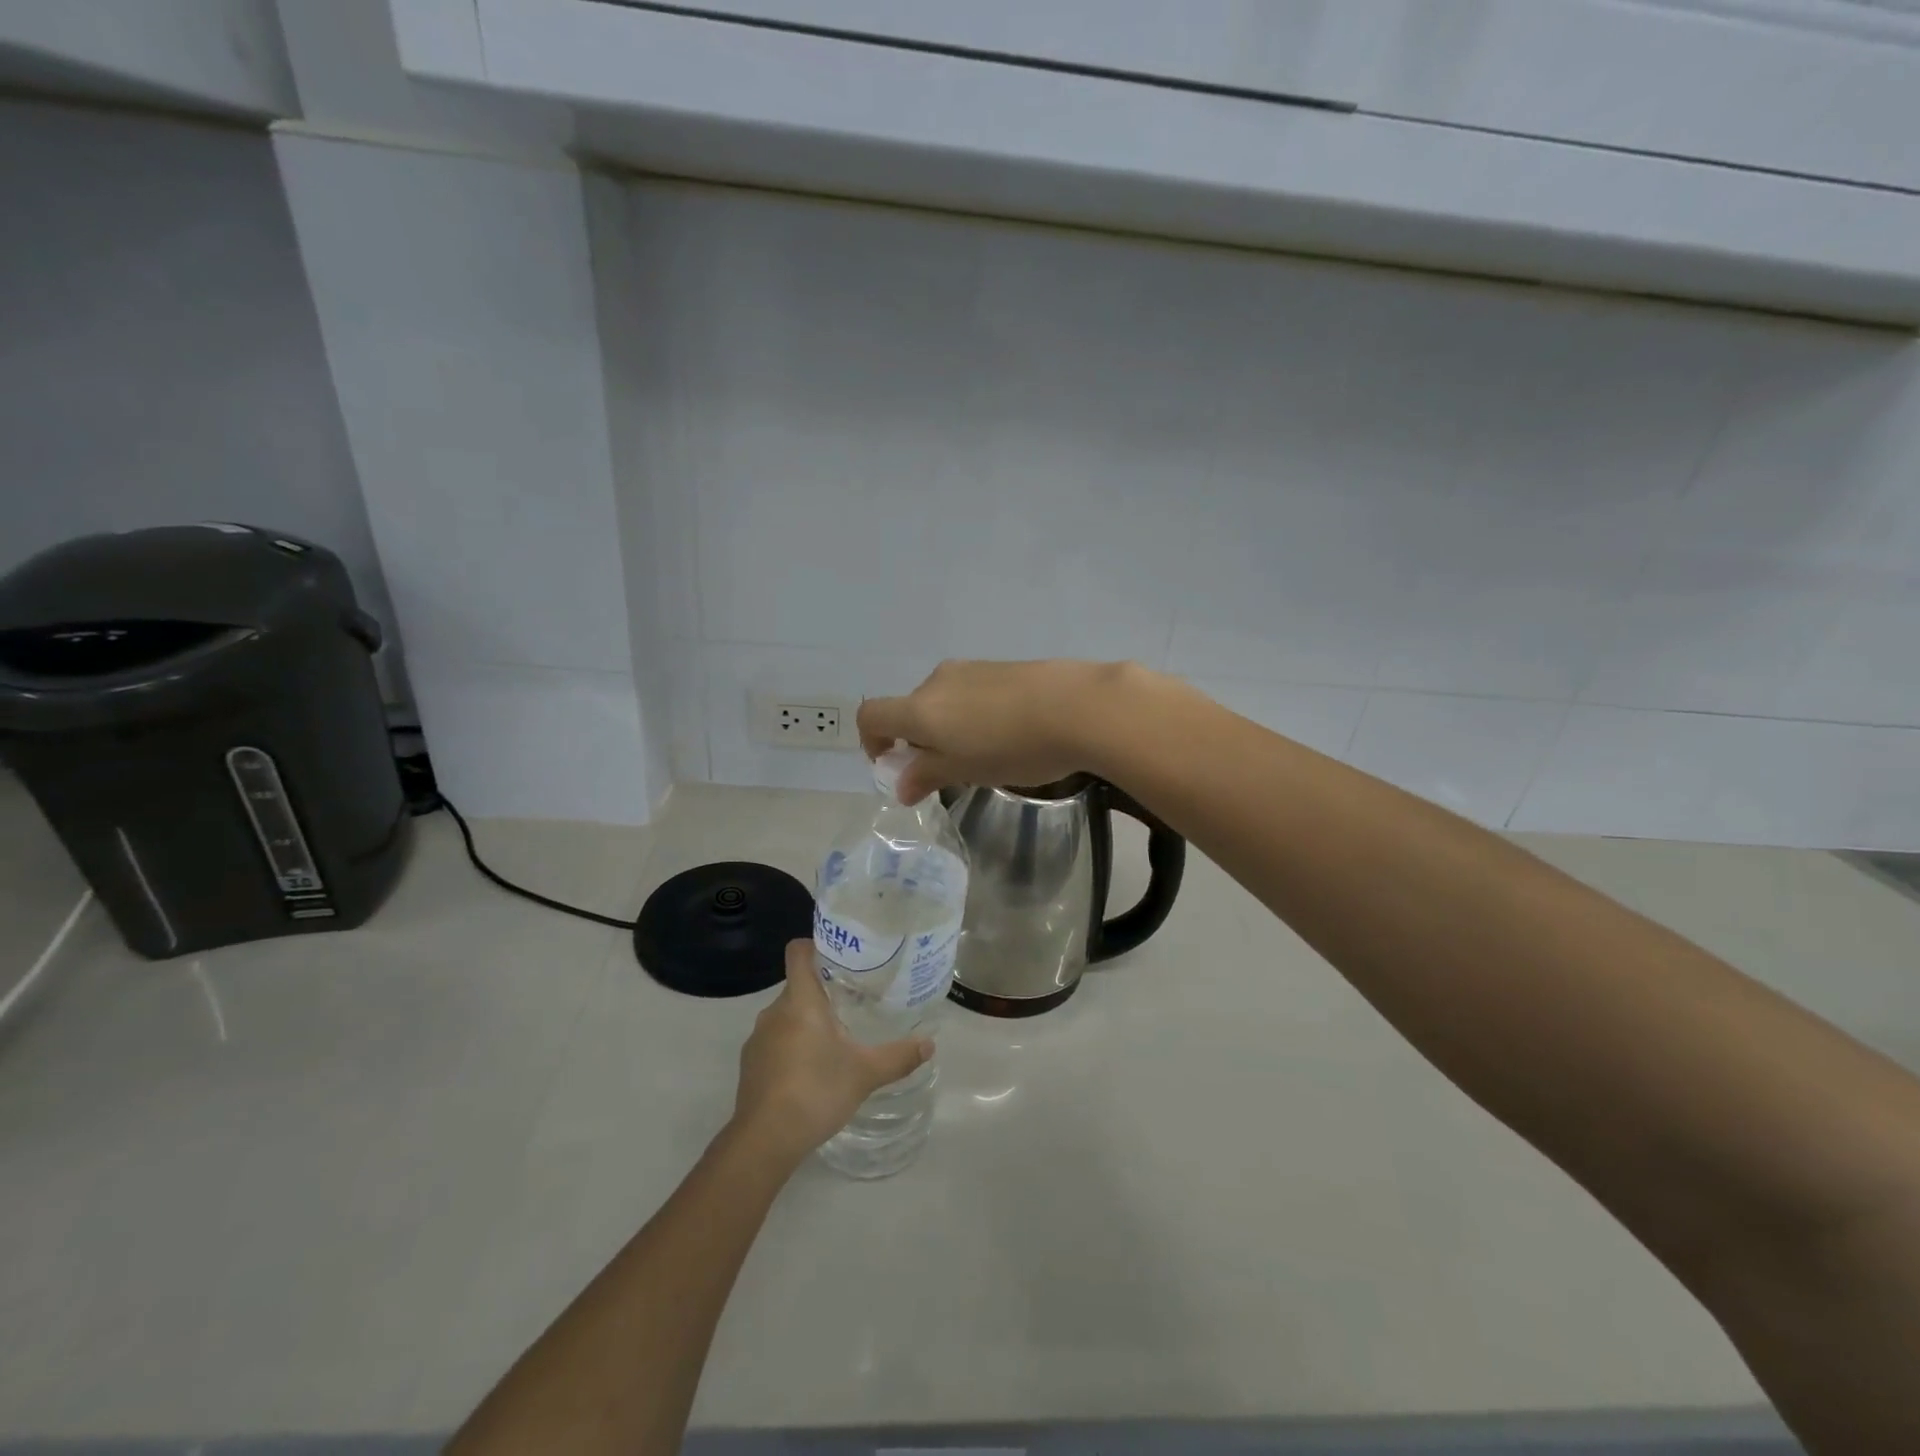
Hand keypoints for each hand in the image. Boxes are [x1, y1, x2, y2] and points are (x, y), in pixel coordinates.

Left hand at [730, 940, 931, 1168]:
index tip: (840, 954)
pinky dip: (792, 1046)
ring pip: (786, 1015)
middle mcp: (774, 1011)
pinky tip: (811, 1070)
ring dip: (807, 1021)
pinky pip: (775, 1041)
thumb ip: (898, 1056)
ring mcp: (758, 1039)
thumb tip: (930, 1044)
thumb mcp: (865, 1073)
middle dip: (823, 990)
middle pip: (798, 985)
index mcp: (800, 1000)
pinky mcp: (750, 1064)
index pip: (798, 951)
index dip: (816, 945)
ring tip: (836, 1038)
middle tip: (853, 1001)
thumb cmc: (816, 1091)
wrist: (764, 1141)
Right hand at [858, 659, 1137, 803]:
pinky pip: (971, 693)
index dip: (872, 741)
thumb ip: (928, 775)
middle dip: (919, 741)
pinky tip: (1009, 733)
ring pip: (943, 702)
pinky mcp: (1001, 667)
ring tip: (986, 755)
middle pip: (910, 709)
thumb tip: (901, 785)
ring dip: (949, 728)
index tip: (895, 765)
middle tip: (950, 771)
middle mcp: (937, 682)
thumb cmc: (1013, 747)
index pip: (872, 716)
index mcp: (920, 708)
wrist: (1079, 706)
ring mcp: (971, 669)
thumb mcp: (966, 770)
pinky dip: (973, 715)